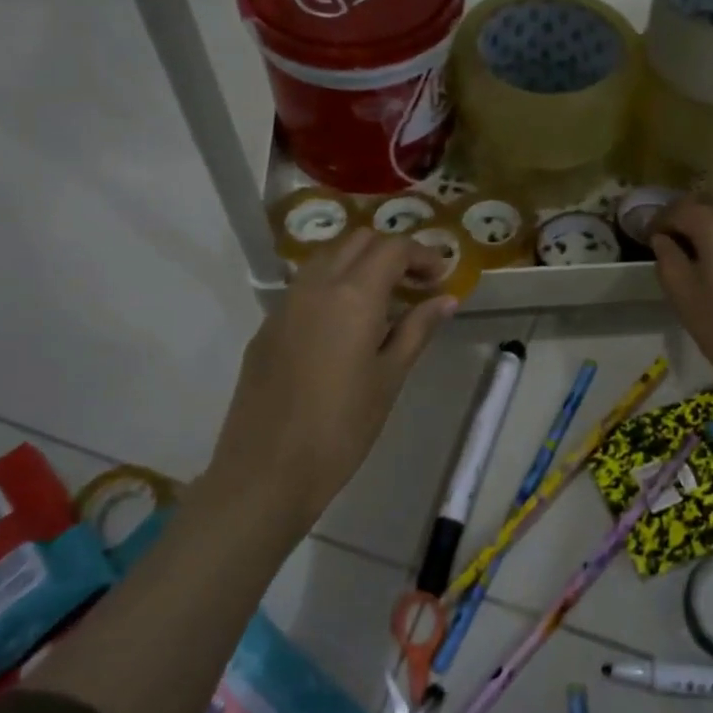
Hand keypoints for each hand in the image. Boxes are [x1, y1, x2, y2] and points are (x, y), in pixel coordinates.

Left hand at [205, 230, 454, 539]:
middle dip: (392, 252)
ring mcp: (285, 304)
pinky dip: (335, 285)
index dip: (423, 255)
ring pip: (328, 258)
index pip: (392, 248)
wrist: (266, 471)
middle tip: (417, 285)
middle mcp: (316, 286)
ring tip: (386, 301)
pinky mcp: (268, 326)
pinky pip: (307, 286)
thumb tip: (446, 299)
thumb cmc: (342, 428)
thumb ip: (417, 329)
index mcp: (353, 295)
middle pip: (358, 241)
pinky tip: (348, 325)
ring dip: (361, 264)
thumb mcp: (390, 377)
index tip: (441, 278)